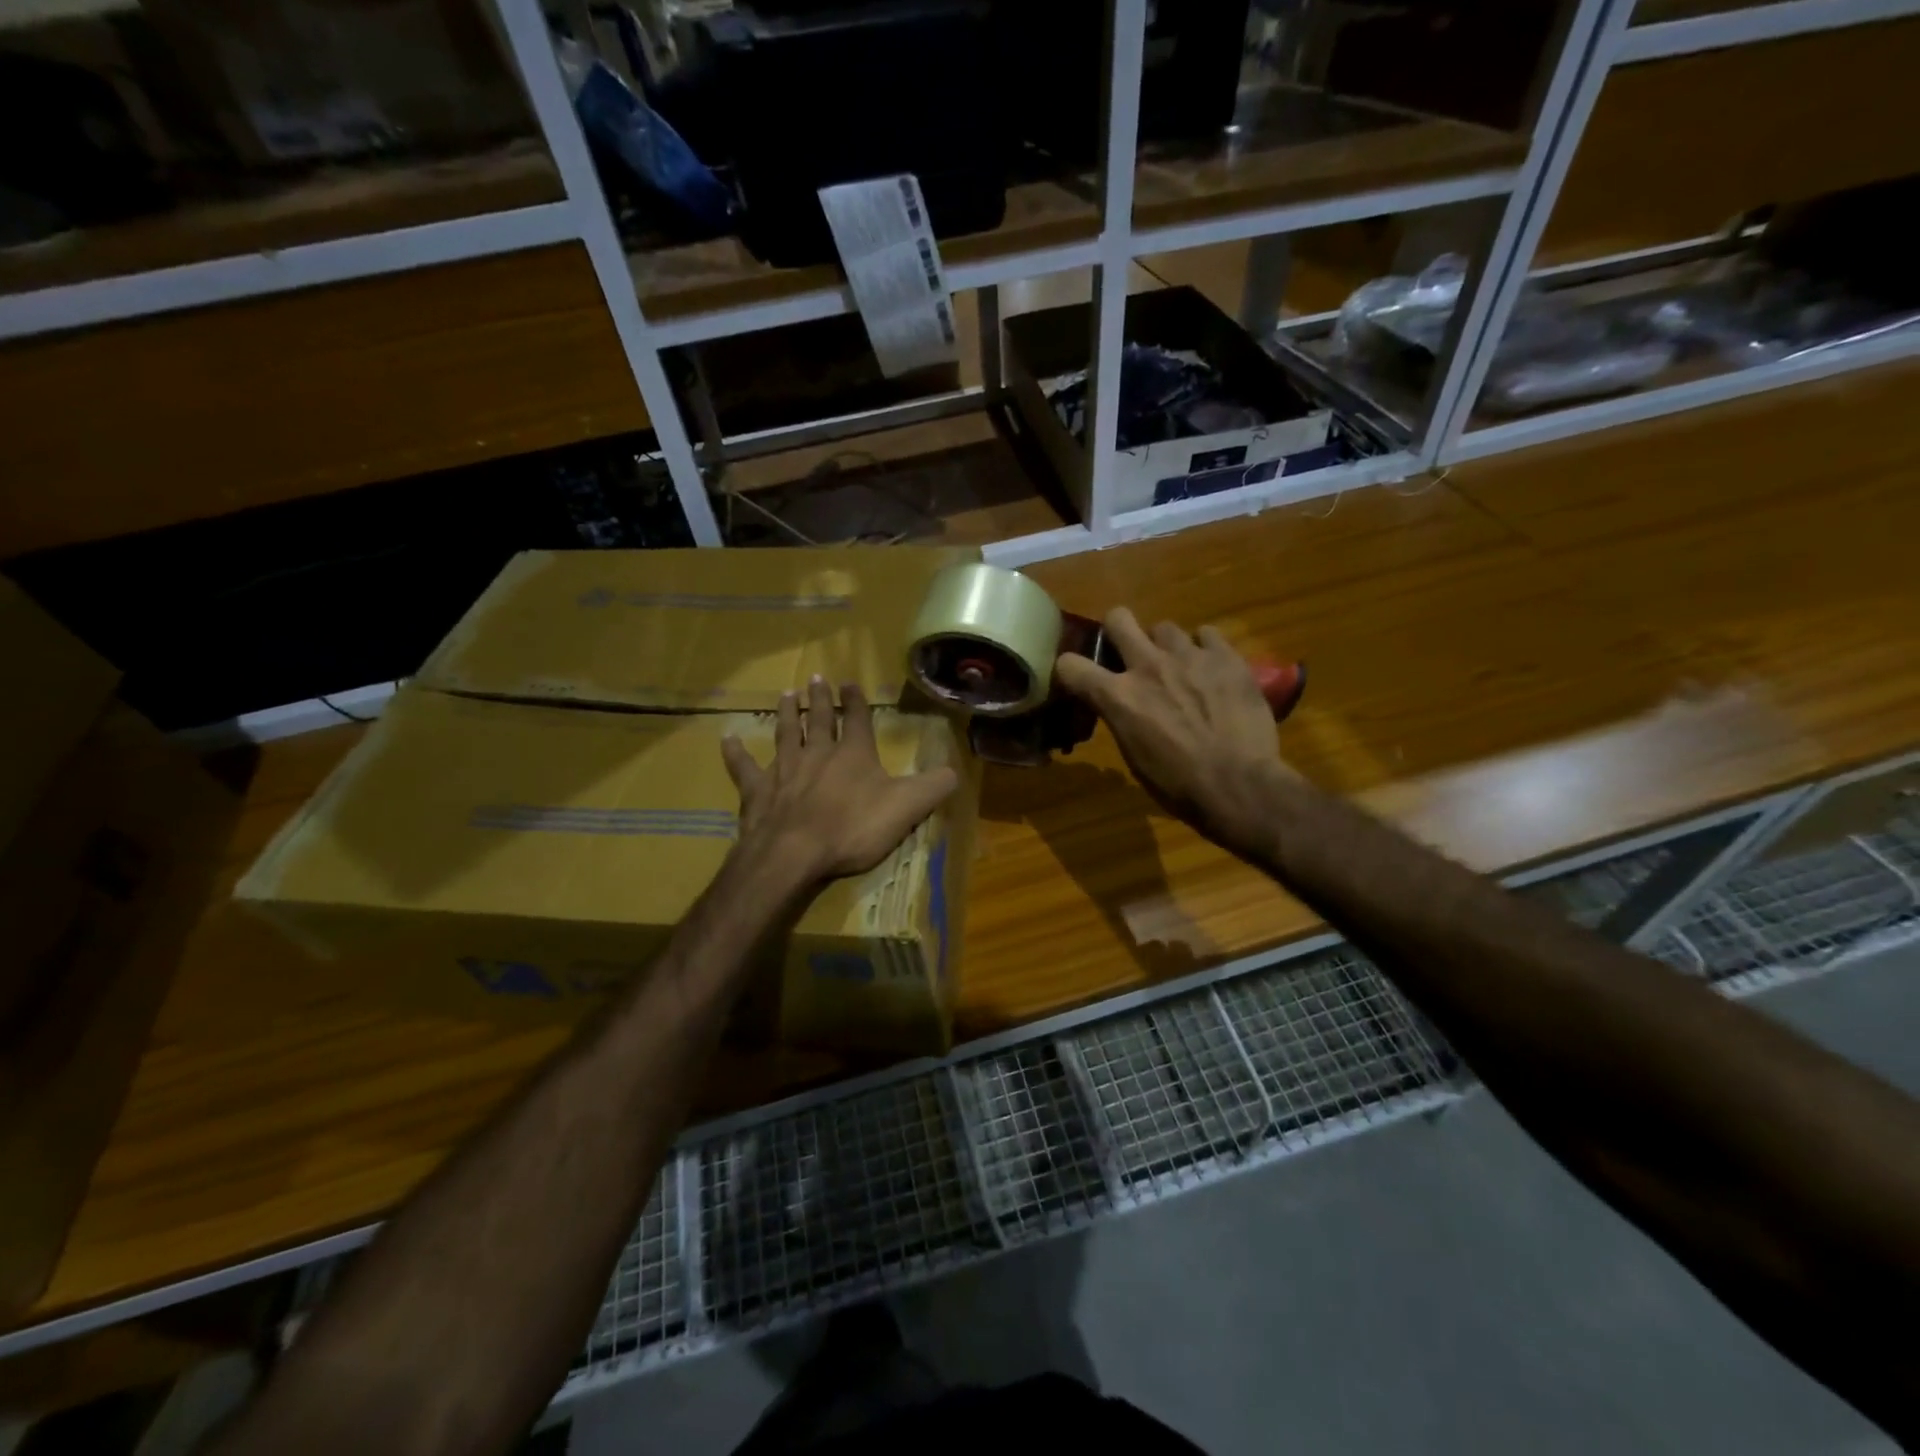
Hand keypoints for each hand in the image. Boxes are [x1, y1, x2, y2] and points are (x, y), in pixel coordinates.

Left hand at [721, 678, 959, 895]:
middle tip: (815, 679)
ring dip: (787, 713)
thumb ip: (934, 787)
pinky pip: (743, 768)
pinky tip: (727, 740)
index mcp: (853, 754)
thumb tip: (955, 771)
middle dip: (820, 699)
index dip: (855, 700)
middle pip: (819, 720)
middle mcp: (817, 753)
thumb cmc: (852, 828)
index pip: (856, 719)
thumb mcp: (906, 808)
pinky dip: (735, 753)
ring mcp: (783, 770)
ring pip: (785, 733)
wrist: (794, 853)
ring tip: (786, 694)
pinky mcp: (756, 791)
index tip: (850, 683)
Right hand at [1054, 607, 1290, 861]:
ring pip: (1165, 627)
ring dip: (1165, 646)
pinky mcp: (1225, 656)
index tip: (1079, 678)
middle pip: (1118, 618)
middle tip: (1129, 653)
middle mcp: (1147, 666)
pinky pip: (1207, 634)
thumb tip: (1122, 706)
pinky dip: (1204, 649)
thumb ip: (1123, 718)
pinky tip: (1211, 669)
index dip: (1070, 670)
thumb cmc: (1179, 785)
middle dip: (1118, 632)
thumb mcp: (1134, 756)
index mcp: (1118, 697)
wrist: (1239, 785)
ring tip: (1180, 668)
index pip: (1069, 665)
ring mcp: (1188, 656)